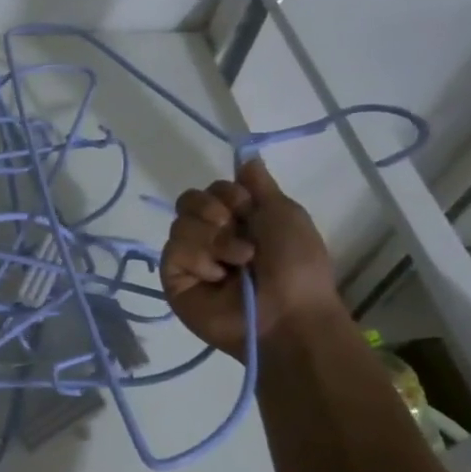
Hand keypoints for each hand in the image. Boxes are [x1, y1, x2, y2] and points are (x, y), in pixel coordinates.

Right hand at [161, 159, 341, 359]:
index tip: (250, 209)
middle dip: (215, 211)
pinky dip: (200, 259)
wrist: (287, 313)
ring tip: (237, 262)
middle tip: (238, 232)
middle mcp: (211, 237)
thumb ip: (260, 186)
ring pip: (180, 223)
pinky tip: (217, 277)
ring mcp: (191, 259)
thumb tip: (246, 158)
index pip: (212, 189)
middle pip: (189, 201)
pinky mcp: (174, 278)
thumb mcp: (286, 214)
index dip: (229, 194)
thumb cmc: (296, 266)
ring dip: (215, 239)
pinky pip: (174, 250)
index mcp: (239, 221)